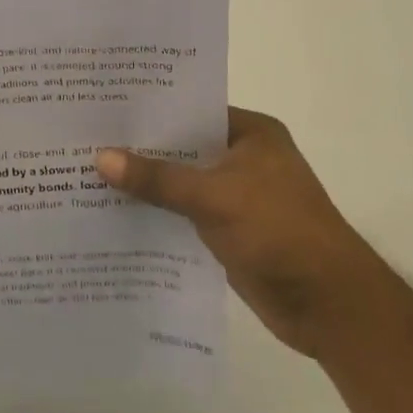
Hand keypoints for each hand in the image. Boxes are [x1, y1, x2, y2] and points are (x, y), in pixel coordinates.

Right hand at [97, 107, 386, 357]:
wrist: (330, 308)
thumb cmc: (281, 233)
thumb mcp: (215, 198)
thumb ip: (157, 178)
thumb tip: (99, 157)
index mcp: (251, 134)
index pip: (189, 109)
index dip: (147, 109)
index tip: (100, 104)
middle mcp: (241, 157)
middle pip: (179, 145)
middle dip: (137, 147)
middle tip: (82, 136)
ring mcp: (234, 195)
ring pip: (177, 180)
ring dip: (142, 182)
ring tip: (84, 170)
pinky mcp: (225, 228)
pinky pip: (179, 211)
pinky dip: (153, 211)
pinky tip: (111, 210)